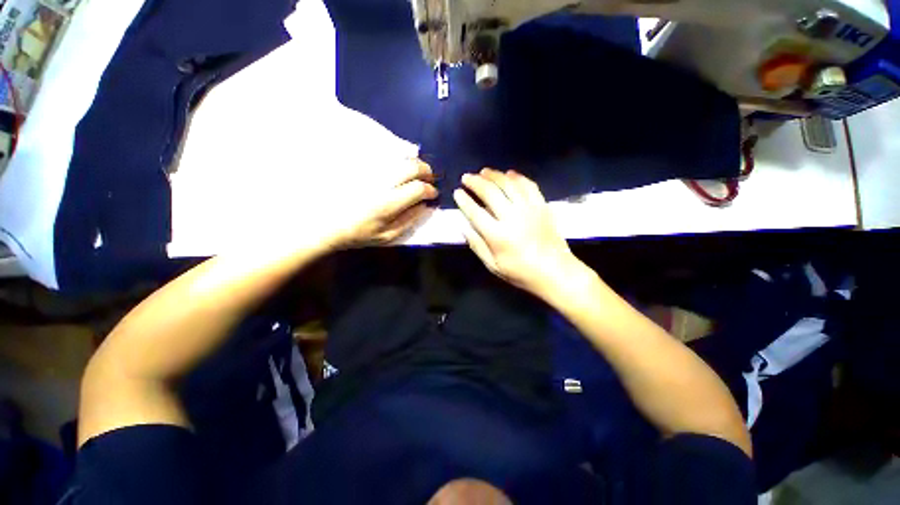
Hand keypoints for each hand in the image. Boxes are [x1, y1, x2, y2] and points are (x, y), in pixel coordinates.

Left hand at [327, 159, 437, 249]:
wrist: (325, 223)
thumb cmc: (358, 234)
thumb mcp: (387, 236)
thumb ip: (409, 221)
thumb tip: (425, 207)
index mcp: (388, 204)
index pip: (418, 189)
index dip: (430, 190)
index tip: (433, 194)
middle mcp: (381, 183)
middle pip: (411, 167)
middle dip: (426, 171)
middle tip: (430, 178)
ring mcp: (370, 172)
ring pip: (399, 158)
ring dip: (414, 163)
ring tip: (418, 172)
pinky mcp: (361, 166)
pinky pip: (385, 156)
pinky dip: (398, 159)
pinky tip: (400, 167)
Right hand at [454, 169, 582, 297]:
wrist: (555, 271)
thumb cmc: (521, 272)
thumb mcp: (493, 266)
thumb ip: (477, 245)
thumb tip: (464, 227)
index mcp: (498, 235)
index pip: (475, 212)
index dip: (464, 201)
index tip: (457, 192)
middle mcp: (512, 217)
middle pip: (490, 193)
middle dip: (475, 182)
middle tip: (466, 177)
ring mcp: (529, 209)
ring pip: (509, 184)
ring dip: (494, 175)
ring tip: (483, 171)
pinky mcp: (542, 206)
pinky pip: (529, 185)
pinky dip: (517, 177)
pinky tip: (509, 174)